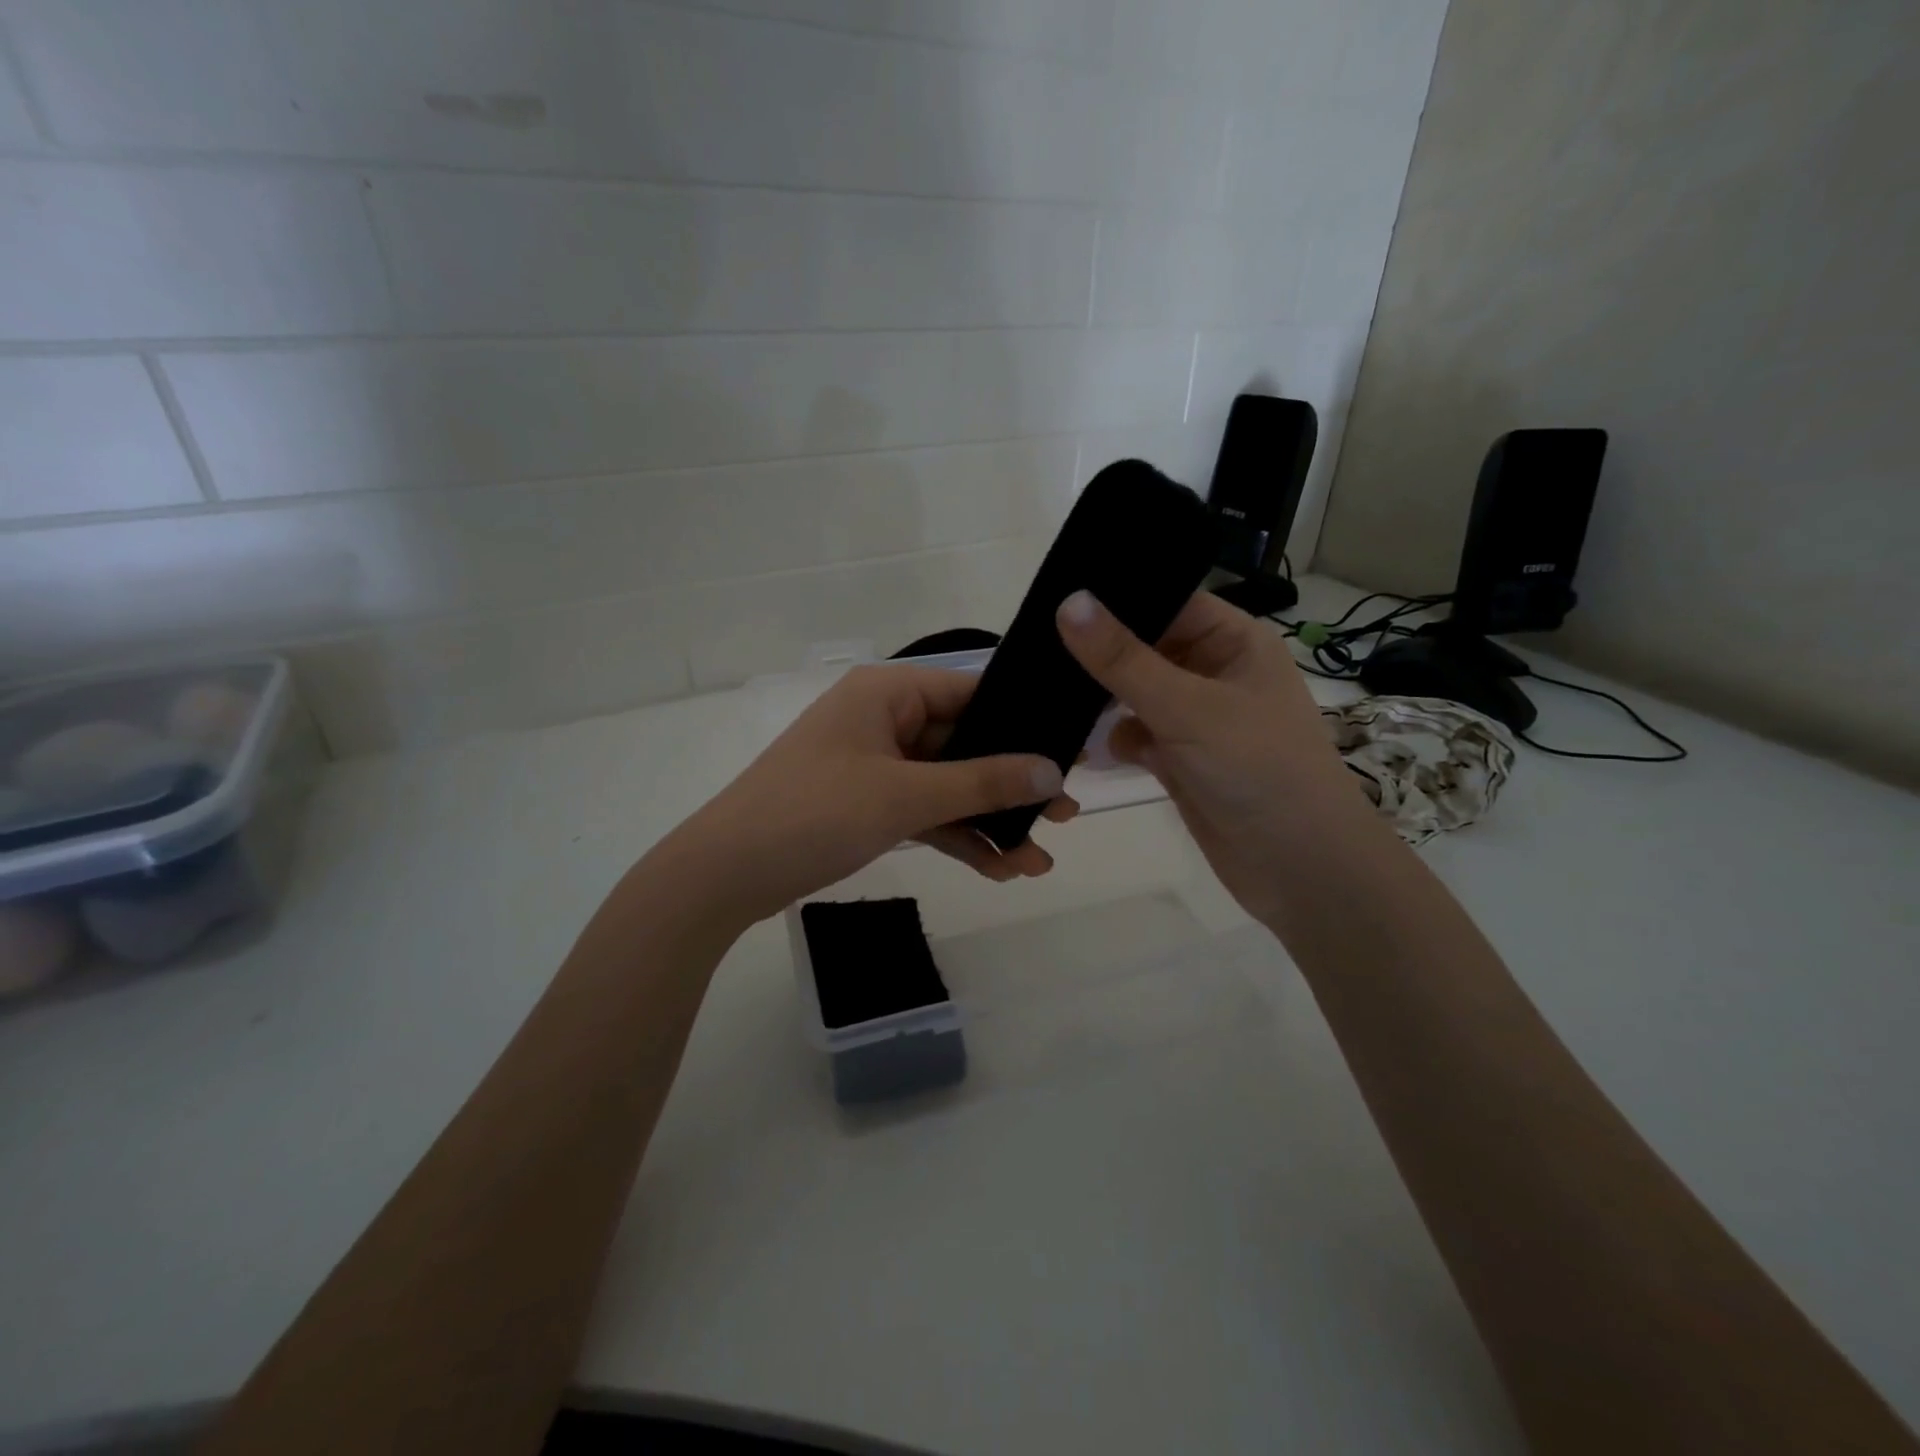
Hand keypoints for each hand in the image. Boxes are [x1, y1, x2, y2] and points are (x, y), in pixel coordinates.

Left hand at [667, 664, 1078, 924]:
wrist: (724, 875)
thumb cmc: (813, 813)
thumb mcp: (904, 796)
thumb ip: (981, 783)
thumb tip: (1051, 772)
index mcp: (888, 693)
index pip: (971, 693)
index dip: (1022, 722)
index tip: (1070, 752)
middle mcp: (884, 720)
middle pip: (964, 745)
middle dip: (1011, 786)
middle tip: (1066, 815)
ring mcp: (875, 765)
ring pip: (947, 787)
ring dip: (988, 823)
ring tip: (1038, 862)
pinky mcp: (867, 804)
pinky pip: (923, 813)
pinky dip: (955, 838)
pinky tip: (998, 871)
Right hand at [1055, 589, 1371, 927]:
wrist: (1300, 868)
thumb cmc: (1257, 769)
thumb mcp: (1186, 706)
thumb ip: (1123, 659)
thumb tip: (1068, 601)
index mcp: (1233, 641)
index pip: (1167, 601)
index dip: (1116, 598)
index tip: (1054, 596)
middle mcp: (1214, 672)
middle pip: (1145, 648)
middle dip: (1098, 655)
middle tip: (1036, 650)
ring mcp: (1196, 719)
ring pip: (1134, 694)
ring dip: (1099, 701)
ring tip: (1047, 698)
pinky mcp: (1181, 759)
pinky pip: (1136, 735)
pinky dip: (1113, 741)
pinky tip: (1086, 749)